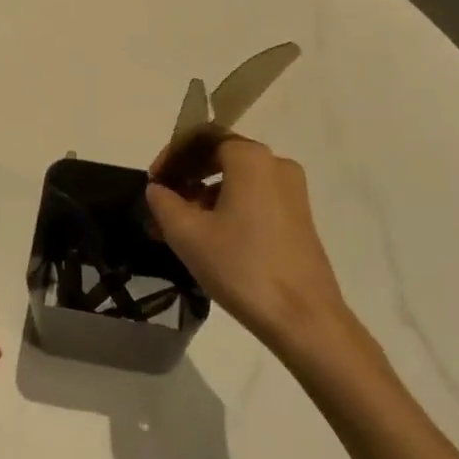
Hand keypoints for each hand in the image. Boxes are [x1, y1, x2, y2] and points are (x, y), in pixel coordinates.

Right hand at [146, 135, 348, 354]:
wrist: (305, 320)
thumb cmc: (242, 268)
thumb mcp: (188, 235)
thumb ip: (164, 203)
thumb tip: (157, 189)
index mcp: (250, 157)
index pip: (201, 138)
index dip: (172, 155)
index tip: (154, 183)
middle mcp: (275, 163)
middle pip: (220, 156)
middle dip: (188, 176)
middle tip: (163, 202)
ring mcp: (292, 191)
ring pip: (237, 179)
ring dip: (206, 194)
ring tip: (181, 226)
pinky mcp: (299, 216)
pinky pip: (255, 197)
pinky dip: (228, 207)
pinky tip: (211, 237)